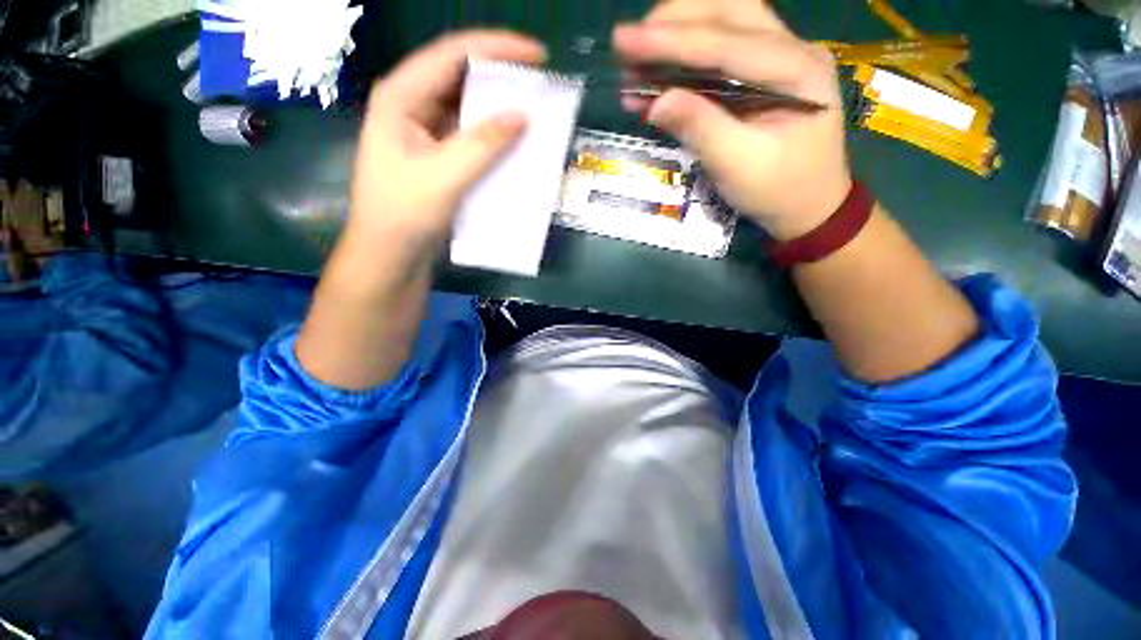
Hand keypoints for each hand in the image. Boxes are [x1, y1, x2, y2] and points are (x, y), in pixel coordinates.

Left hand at [296, 31, 545, 389]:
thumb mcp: (445, 176)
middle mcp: (412, 107)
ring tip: (532, 114)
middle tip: (539, 87)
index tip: (538, 55)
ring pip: (467, 110)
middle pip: (461, 78)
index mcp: (402, 97)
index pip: (453, 54)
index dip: (497, 48)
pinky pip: (470, 138)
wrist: (391, 255)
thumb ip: (483, 144)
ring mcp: (425, 133)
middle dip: (500, 79)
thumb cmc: (406, 213)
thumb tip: (522, 116)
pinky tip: (513, 145)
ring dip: (499, 112)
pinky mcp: (438, 158)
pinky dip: (492, 139)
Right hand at [613, 2, 851, 240]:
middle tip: (632, 43)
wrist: (811, 206)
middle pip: (730, 10)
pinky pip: (725, 47)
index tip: (624, 41)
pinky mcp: (768, 71)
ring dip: (682, 28)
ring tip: (642, 52)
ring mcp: (782, 56)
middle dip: (676, 19)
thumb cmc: (779, 190)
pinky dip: (689, 52)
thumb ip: (700, 128)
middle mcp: (793, 49)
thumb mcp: (738, 166)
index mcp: (795, 70)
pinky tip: (662, 69)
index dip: (670, 41)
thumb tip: (655, 102)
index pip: (724, 43)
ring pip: (728, 19)